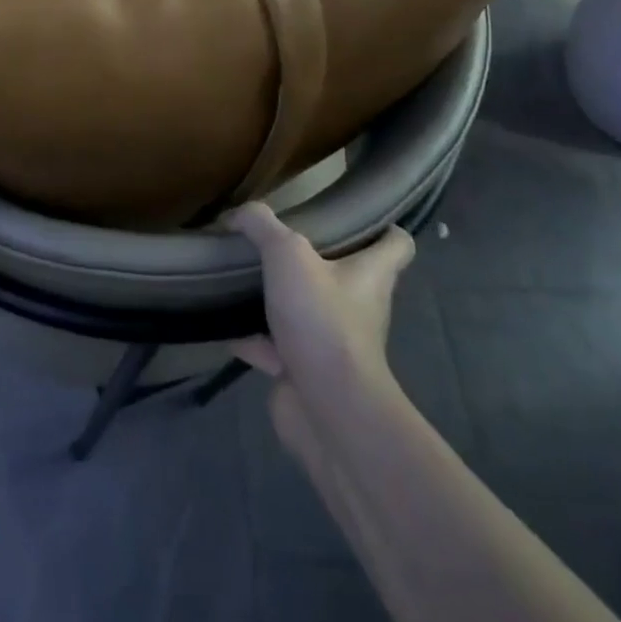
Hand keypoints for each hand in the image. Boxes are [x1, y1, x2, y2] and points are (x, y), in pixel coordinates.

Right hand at [228, 203, 414, 453]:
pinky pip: (274, 346)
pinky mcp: (305, 370)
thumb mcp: (287, 254)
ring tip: (243, 274)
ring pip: (307, 309)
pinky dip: (251, 336)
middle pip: (345, 274)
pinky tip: (223, 321)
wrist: (326, 407)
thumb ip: (261, 225)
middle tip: (279, 240)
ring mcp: (333, 341)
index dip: (383, 228)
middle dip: (314, 259)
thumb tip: (237, 214)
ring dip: (278, 296)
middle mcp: (359, 306)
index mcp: (371, 274)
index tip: (356, 216)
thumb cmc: (322, 319)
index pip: (397, 244)